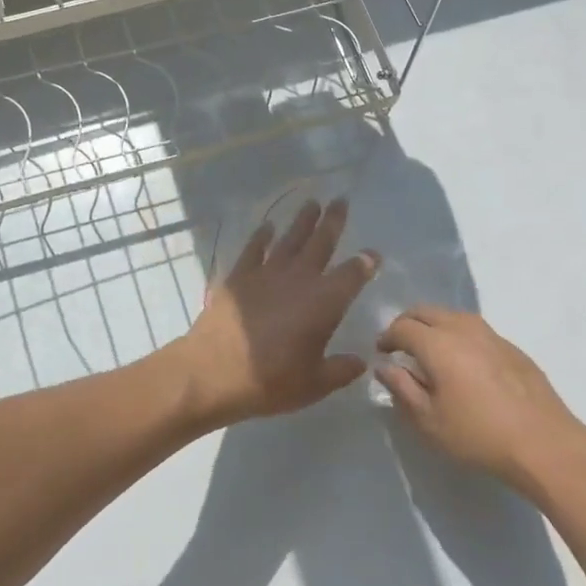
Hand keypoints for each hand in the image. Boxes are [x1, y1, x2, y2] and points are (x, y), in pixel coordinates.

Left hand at [170, 198, 379, 429]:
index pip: (352, 275)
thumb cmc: (269, 381)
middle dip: (333, 221)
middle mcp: (299, 279)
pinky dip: (261, 236)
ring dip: (303, 221)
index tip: (373, 254)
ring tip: (312, 202)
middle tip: (341, 200)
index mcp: (324, 303)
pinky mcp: (238, 276)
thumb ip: (341, 370)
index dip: (365, 263)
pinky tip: (267, 226)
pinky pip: (253, 249)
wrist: (212, 372)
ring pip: (290, 239)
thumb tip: (361, 361)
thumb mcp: (315, 384)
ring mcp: (266, 274)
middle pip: (321, 243)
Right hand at [376, 306, 585, 493]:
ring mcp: (492, 334)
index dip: (387, 337)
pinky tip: (463, 361)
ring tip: (430, 351)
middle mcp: (463, 329)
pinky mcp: (512, 347)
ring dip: (434, 325)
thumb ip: (402, 388)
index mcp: (438, 343)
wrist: (544, 443)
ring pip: (453, 315)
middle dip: (407, 323)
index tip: (381, 353)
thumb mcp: (429, 420)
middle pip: (426, 311)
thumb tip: (384, 367)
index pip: (402, 327)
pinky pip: (475, 329)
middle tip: (400, 346)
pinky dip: (458, 335)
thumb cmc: (478, 435)